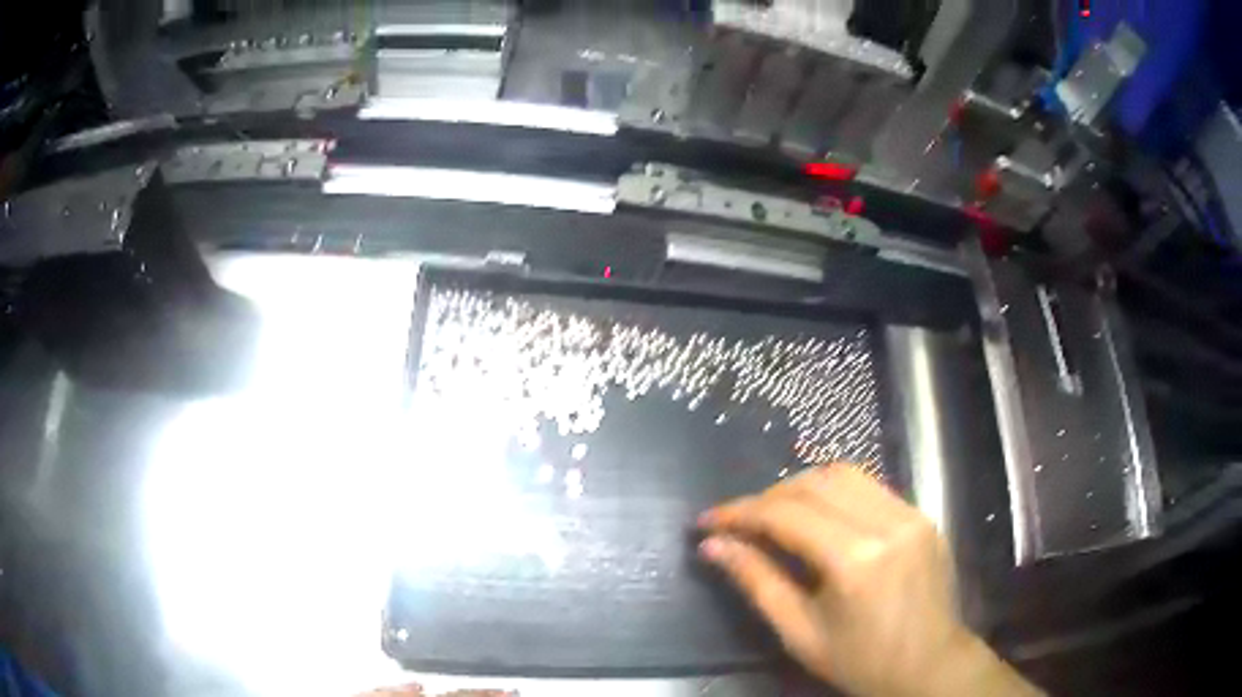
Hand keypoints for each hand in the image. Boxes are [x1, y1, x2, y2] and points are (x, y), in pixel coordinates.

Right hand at [698, 465, 1040, 696]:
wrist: (930, 666)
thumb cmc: (861, 662)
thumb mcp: (800, 633)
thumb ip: (757, 582)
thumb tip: (713, 546)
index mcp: (857, 560)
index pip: (788, 514)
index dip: (741, 512)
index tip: (708, 520)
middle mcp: (888, 523)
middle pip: (816, 482)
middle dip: (769, 495)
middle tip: (739, 521)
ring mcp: (912, 513)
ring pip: (845, 474)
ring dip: (801, 487)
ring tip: (774, 515)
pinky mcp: (923, 514)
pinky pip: (870, 487)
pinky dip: (834, 493)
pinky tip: (818, 518)